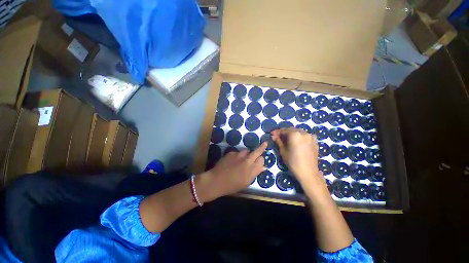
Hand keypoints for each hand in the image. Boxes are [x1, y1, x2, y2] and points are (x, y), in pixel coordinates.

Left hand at [199, 142, 267, 201]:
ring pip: (247, 151)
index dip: (261, 160)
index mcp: (251, 169)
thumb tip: (263, 167)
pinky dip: (237, 156)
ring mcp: (239, 155)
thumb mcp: (246, 182)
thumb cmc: (232, 185)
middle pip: (257, 151)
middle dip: (262, 147)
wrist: (216, 180)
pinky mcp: (231, 152)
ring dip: (247, 154)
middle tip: (265, 143)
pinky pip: (238, 152)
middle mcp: (247, 160)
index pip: (261, 160)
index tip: (260, 160)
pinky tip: (232, 161)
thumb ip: (255, 173)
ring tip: (242, 160)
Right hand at [271, 128, 322, 186]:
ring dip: (291, 134)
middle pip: (291, 130)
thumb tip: (273, 136)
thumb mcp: (283, 151)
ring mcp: (311, 137)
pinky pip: (305, 136)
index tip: (271, 133)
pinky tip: (296, 141)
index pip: (284, 130)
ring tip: (286, 139)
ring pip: (298, 132)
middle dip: (284, 132)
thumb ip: (278, 141)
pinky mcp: (315, 141)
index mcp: (295, 134)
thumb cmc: (293, 162)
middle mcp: (304, 133)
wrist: (308, 173)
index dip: (277, 132)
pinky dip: (299, 136)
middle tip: (278, 136)